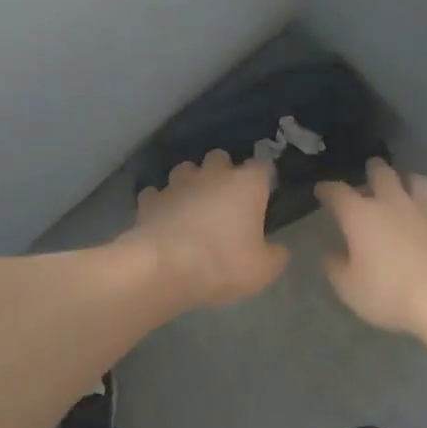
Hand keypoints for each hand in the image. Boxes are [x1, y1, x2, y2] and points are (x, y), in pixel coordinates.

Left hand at [125, 150, 289, 308]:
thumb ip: (275, 255)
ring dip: (190, 183)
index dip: (263, 180)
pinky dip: (160, 203)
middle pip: (220, 157)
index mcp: (246, 184)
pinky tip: (162, 219)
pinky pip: (157, 194)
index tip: (263, 196)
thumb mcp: (264, 270)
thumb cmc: (223, 264)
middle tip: (225, 199)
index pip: (262, 167)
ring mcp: (177, 183)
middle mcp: (212, 174)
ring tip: (191, 205)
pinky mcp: (150, 199)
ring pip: (185, 170)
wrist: (164, 268)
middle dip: (222, 172)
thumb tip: (277, 249)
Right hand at [316, 159, 426, 335]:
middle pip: (382, 173)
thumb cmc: (391, 294)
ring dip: (410, 181)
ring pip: (419, 181)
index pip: (337, 192)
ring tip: (408, 186)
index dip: (327, 189)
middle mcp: (394, 203)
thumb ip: (336, 268)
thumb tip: (330, 254)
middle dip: (374, 170)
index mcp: (361, 216)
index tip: (322, 191)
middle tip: (371, 172)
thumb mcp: (350, 289)